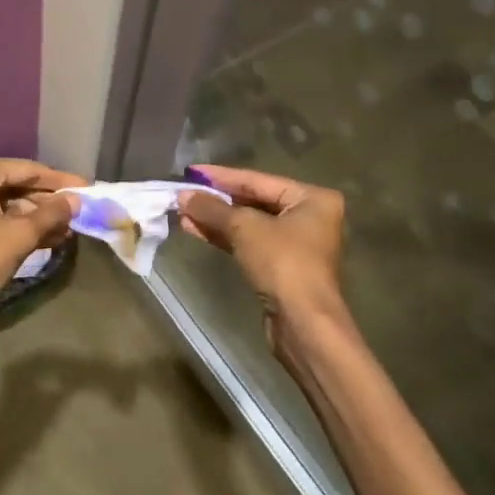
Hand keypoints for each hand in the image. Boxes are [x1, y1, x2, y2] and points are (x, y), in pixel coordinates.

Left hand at [0, 157, 84, 325]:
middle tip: (79, 211)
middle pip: (15, 184)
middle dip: (47, 202)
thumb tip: (76, 201)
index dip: (60, 181)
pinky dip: (15, 225)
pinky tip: (44, 238)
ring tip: (67, 230)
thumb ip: (51, 214)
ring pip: (4, 202)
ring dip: (34, 216)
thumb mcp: (20, 236)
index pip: (28, 169)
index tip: (87, 188)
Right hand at [177, 165, 346, 336]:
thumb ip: (213, 208)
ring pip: (248, 224)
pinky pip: (248, 242)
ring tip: (182, 212)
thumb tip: (183, 196)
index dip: (221, 176)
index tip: (191, 171)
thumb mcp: (245, 228)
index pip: (258, 180)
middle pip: (253, 201)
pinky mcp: (281, 266)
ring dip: (215, 219)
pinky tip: (196, 230)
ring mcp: (295, 243)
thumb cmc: (283, 263)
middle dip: (216, 200)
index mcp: (311, 198)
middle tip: (184, 193)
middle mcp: (308, 216)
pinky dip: (224, 236)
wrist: (303, 323)